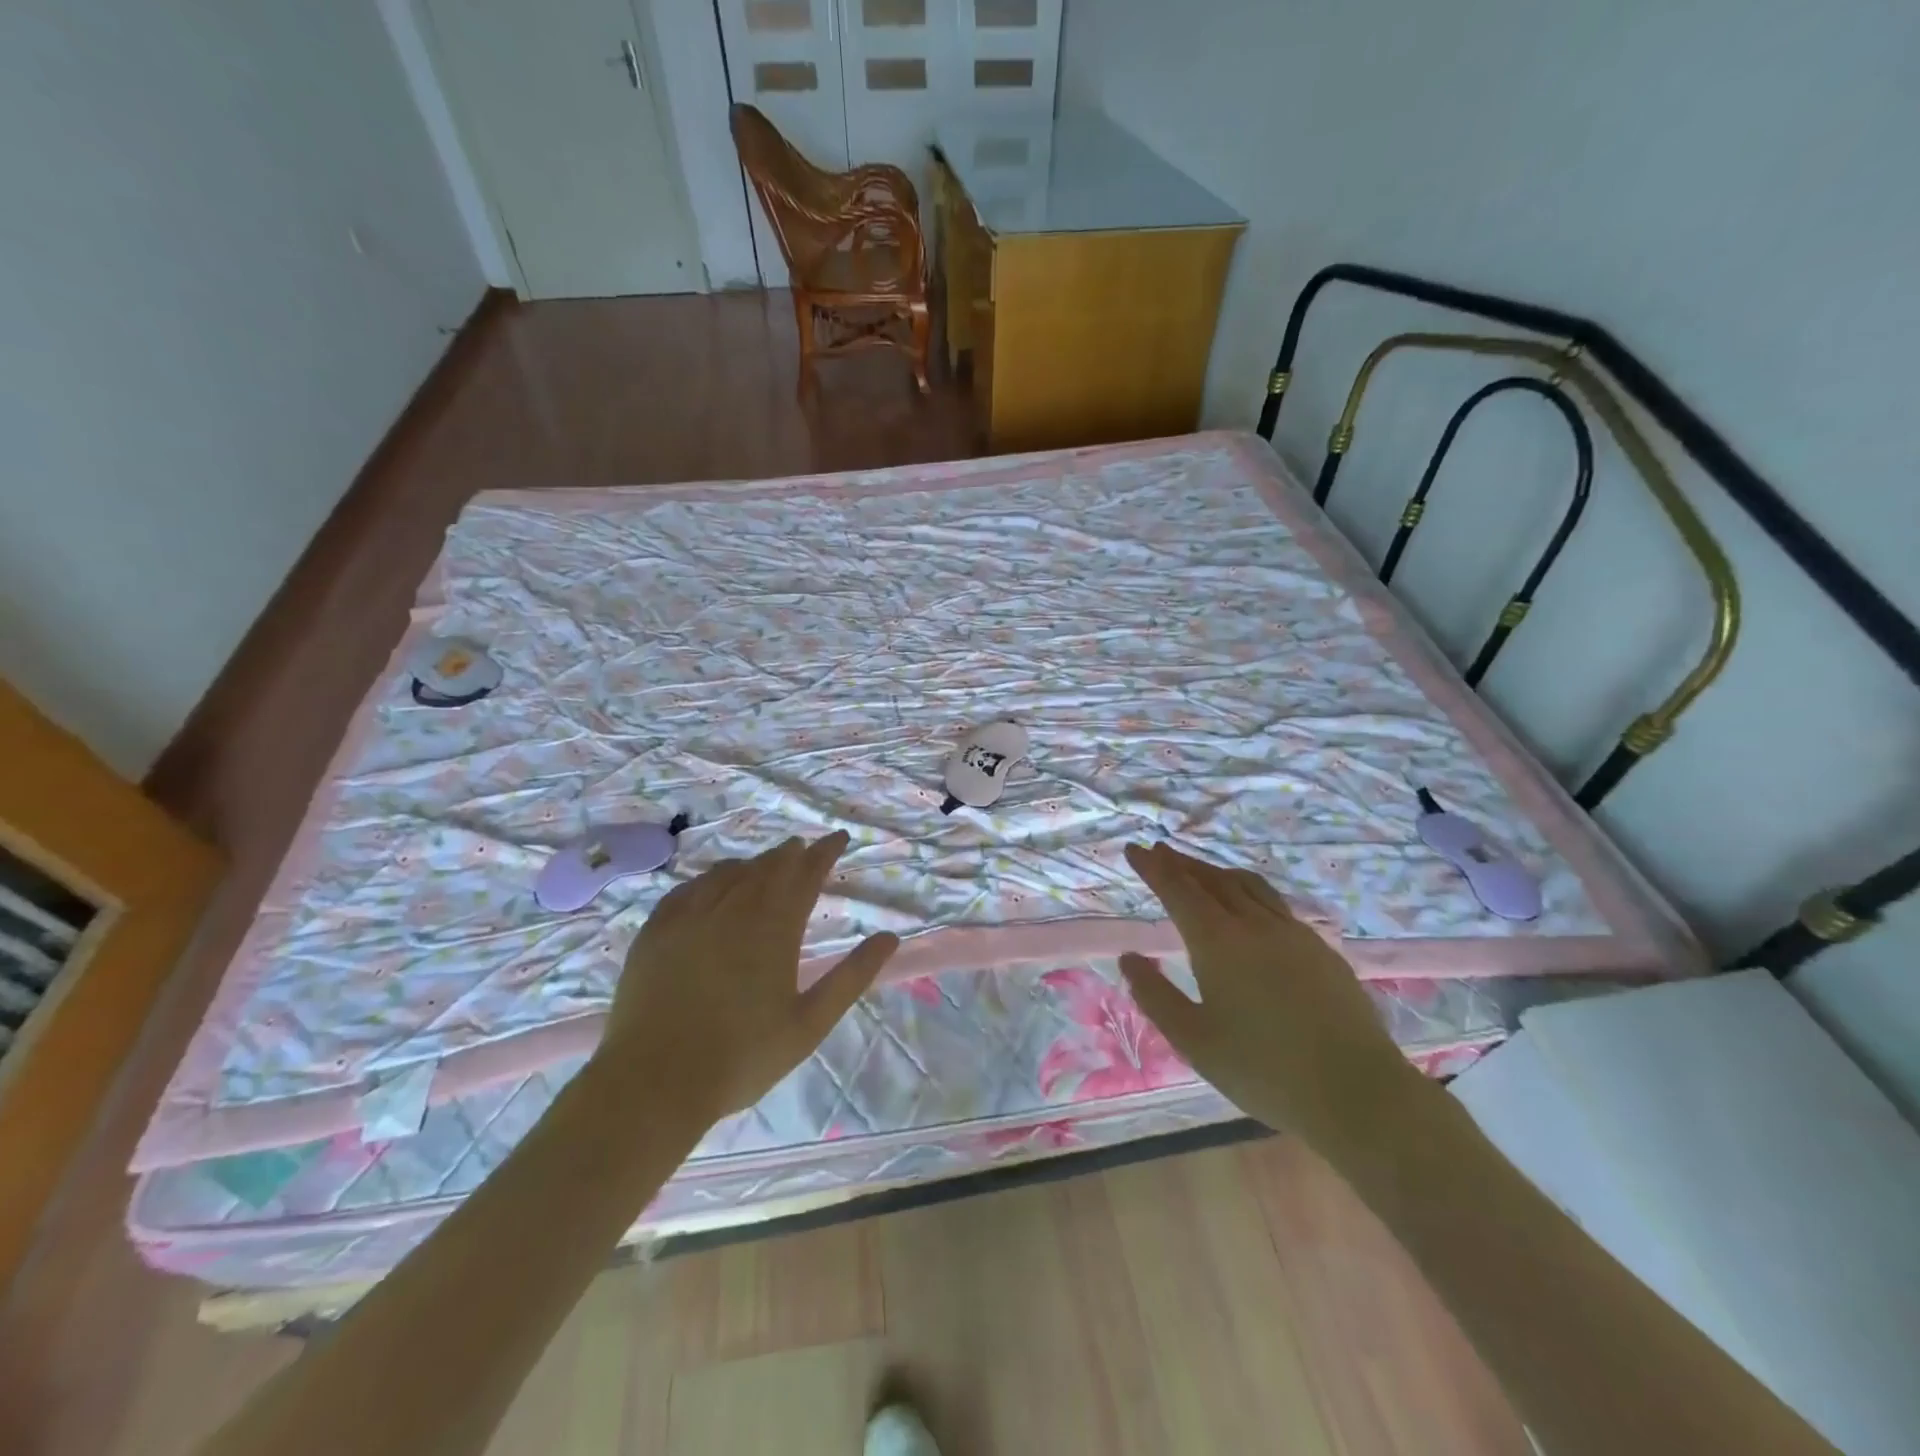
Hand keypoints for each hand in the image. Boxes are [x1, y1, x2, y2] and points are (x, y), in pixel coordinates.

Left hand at [602, 831, 898, 1118]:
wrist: (654, 1081)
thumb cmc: (742, 1056)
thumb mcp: (810, 1023)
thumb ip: (851, 977)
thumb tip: (889, 938)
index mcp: (774, 928)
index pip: (806, 874)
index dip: (825, 852)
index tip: (839, 837)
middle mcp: (733, 909)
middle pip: (768, 867)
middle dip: (791, 854)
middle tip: (804, 848)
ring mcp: (690, 916)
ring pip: (728, 873)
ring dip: (753, 864)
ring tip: (765, 865)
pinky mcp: (656, 931)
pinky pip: (688, 889)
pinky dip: (710, 879)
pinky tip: (711, 885)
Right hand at [1119, 842, 1419, 1157]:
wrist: (1358, 1092)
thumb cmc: (1264, 1070)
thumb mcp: (1194, 1040)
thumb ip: (1156, 996)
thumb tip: (1129, 959)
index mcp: (1218, 942)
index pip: (1178, 890)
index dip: (1154, 868)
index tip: (1134, 849)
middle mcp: (1254, 924)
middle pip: (1212, 880)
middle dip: (1182, 863)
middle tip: (1160, 852)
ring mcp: (1293, 933)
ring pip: (1247, 886)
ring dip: (1216, 873)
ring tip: (1200, 871)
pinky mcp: (1321, 949)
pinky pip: (1274, 904)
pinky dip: (1248, 891)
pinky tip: (1250, 908)